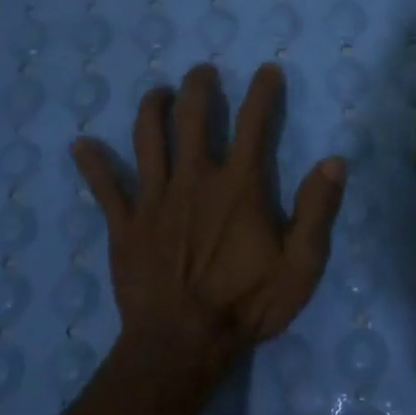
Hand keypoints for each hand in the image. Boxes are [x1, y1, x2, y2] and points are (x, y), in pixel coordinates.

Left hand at [71, 62, 345, 374]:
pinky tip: (81, 145)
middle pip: (192, 117)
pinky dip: (92, 164)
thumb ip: (317, 211)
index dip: (263, 93)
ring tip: (157, 93)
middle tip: (201, 72)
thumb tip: (334, 161)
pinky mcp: (124, 224)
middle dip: (198, 87)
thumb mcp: (300, 266)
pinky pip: (104, 187)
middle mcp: (194, 179)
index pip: (255, 124)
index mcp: (238, 186)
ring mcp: (153, 199)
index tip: (268, 71)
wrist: (181, 343)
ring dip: (152, 109)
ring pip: (148, 139)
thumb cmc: (245, 305)